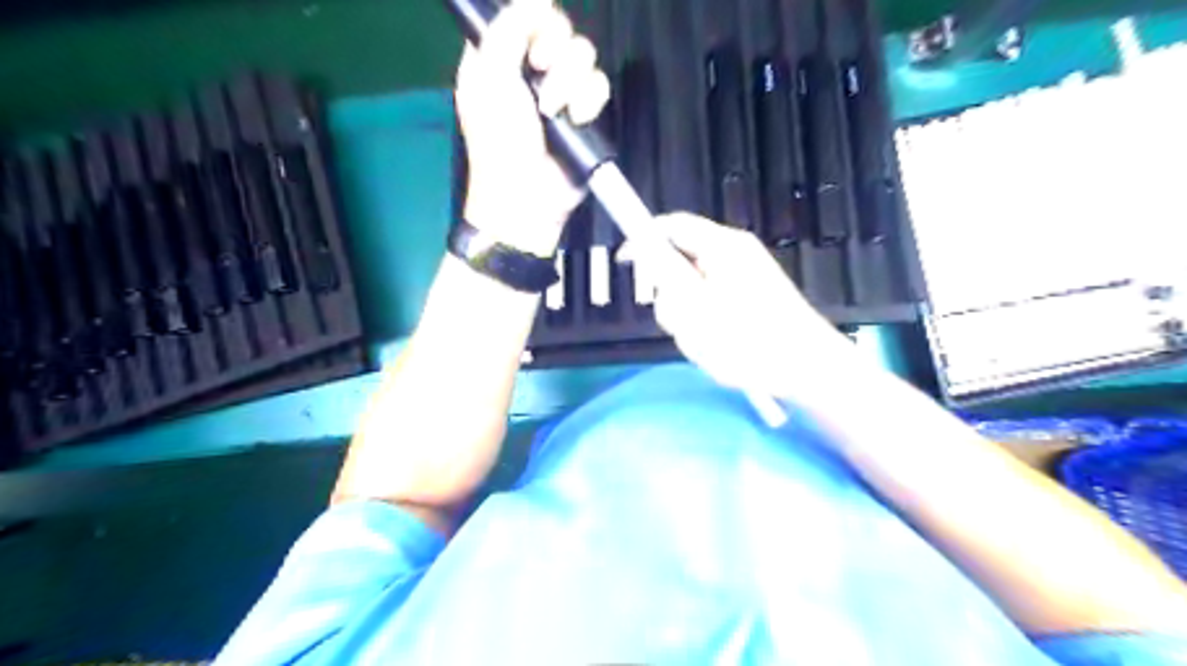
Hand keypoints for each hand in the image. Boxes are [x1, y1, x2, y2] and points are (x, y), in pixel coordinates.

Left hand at [455, 0, 611, 257]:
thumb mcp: (490, 81)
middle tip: (539, 72)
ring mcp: (561, 92)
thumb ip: (508, 31)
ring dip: (569, 81)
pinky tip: (578, 119)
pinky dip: (590, 101)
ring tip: (554, 111)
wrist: (528, 196)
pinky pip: (600, 85)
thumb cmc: (500, 142)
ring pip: (583, 55)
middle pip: (559, 29)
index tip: (532, 39)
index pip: (524, 15)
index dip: (534, 19)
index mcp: (498, 58)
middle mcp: (530, 70)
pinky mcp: (585, 113)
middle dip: (553, 51)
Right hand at [649, 213, 864, 401]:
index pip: (671, 226)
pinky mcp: (750, 295)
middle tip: (683, 324)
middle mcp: (733, 253)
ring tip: (707, 342)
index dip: (643, 239)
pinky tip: (721, 345)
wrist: (808, 369)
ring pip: (693, 287)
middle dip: (671, 295)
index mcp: (722, 246)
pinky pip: (711, 301)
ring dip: (689, 316)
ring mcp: (744, 274)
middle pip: (680, 260)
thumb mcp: (698, 311)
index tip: (625, 263)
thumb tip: (647, 251)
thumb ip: (667, 277)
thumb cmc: (751, 341)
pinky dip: (706, 322)